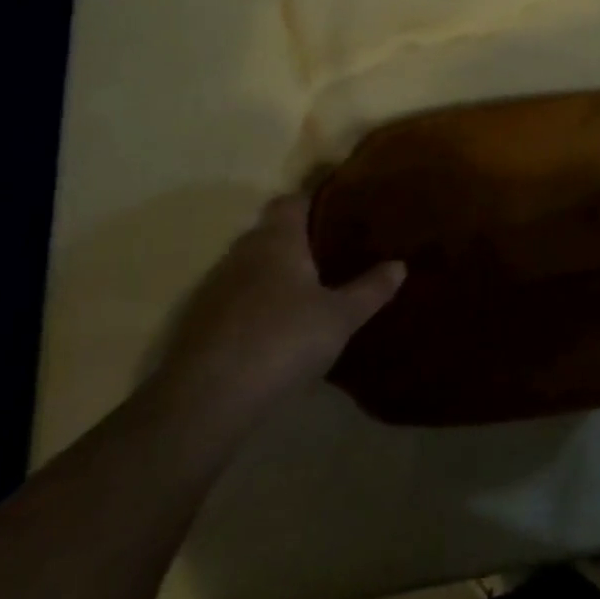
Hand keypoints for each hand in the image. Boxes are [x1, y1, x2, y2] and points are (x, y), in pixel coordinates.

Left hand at [154, 195, 403, 426]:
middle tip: (331, 252)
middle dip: (297, 238)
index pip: (292, 201)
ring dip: (274, 272)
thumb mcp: (340, 317)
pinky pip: (236, 298)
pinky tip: (276, 328)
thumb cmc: (283, 340)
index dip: (313, 200)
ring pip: (251, 265)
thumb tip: (399, 264)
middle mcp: (243, 252)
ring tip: (308, 290)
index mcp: (277, 240)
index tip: (338, 208)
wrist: (208, 398)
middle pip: (270, 231)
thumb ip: (370, 289)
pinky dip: (255, 303)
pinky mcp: (200, 321)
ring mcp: (216, 287)